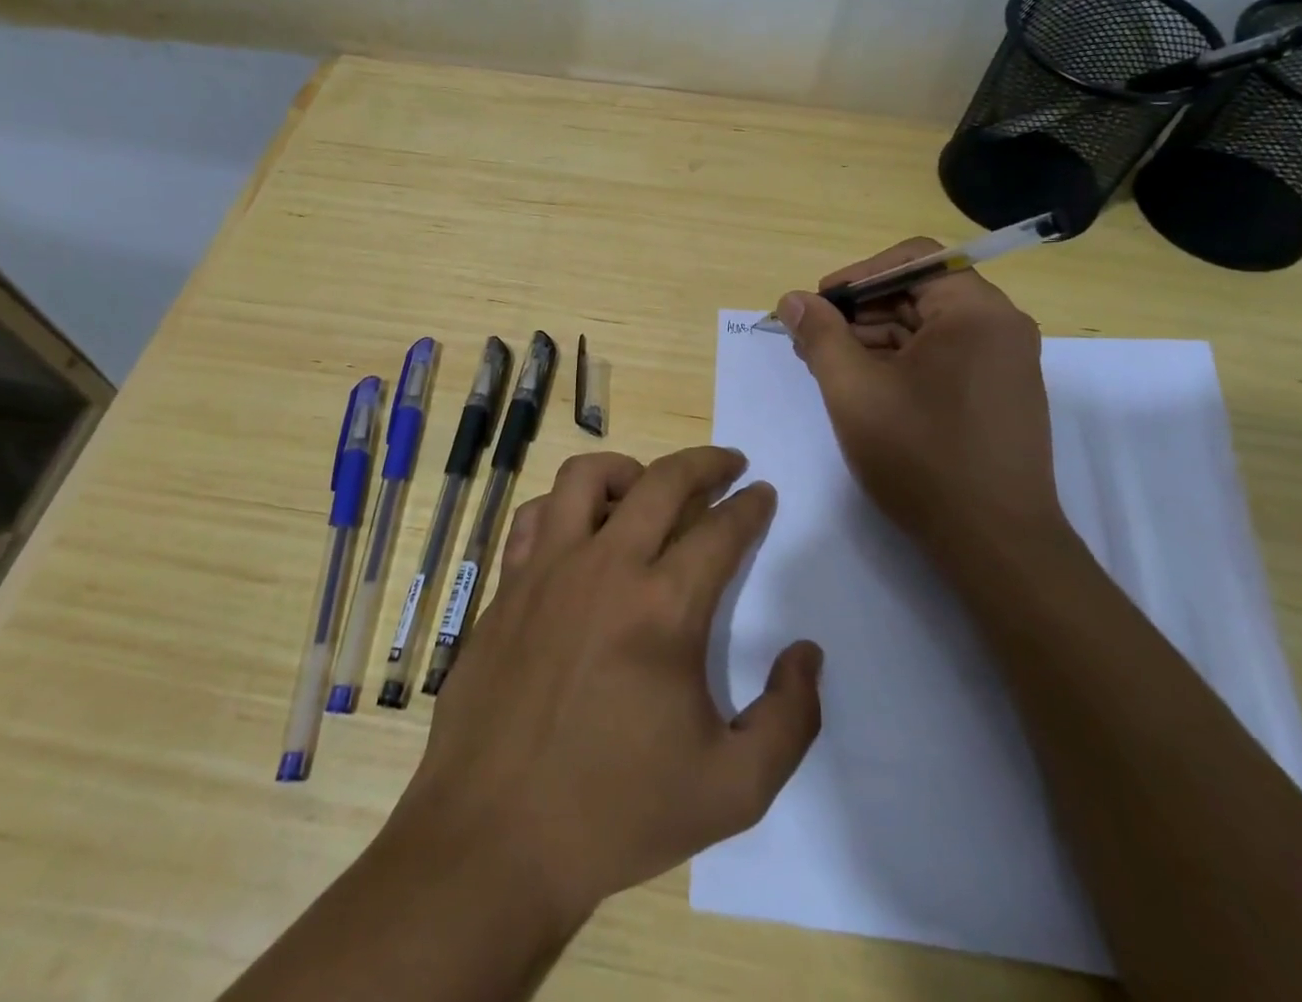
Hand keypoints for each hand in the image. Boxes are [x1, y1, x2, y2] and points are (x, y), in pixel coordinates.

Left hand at [391, 448, 822, 931]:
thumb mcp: (734, 790)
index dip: (751, 506)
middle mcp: (605, 568)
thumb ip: (791, 718)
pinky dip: (564, 506)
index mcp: (664, 609)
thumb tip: (806, 652)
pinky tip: (579, 529)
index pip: (721, 530)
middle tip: (730, 463)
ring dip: (629, 470)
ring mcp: (547, 570)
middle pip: (663, 481)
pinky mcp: (507, 585)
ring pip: (587, 476)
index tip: (763, 494)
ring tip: (649, 487)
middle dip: (706, 463)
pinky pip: (535, 516)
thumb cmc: (617, 814)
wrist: (494, 839)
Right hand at [775, 240, 1070, 559]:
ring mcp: (1004, 362)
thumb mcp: (854, 390)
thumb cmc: (921, 456)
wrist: (994, 544)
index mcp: (975, 311)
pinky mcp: (999, 394)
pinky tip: (863, 388)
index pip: (911, 259)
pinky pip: (942, 357)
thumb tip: (793, 299)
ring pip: (927, 328)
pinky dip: (900, 363)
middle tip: (811, 340)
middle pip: (918, 292)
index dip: (856, 276)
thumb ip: (820, 335)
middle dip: (859, 311)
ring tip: (828, 367)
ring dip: (874, 338)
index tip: (818, 306)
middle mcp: (1000, 326)